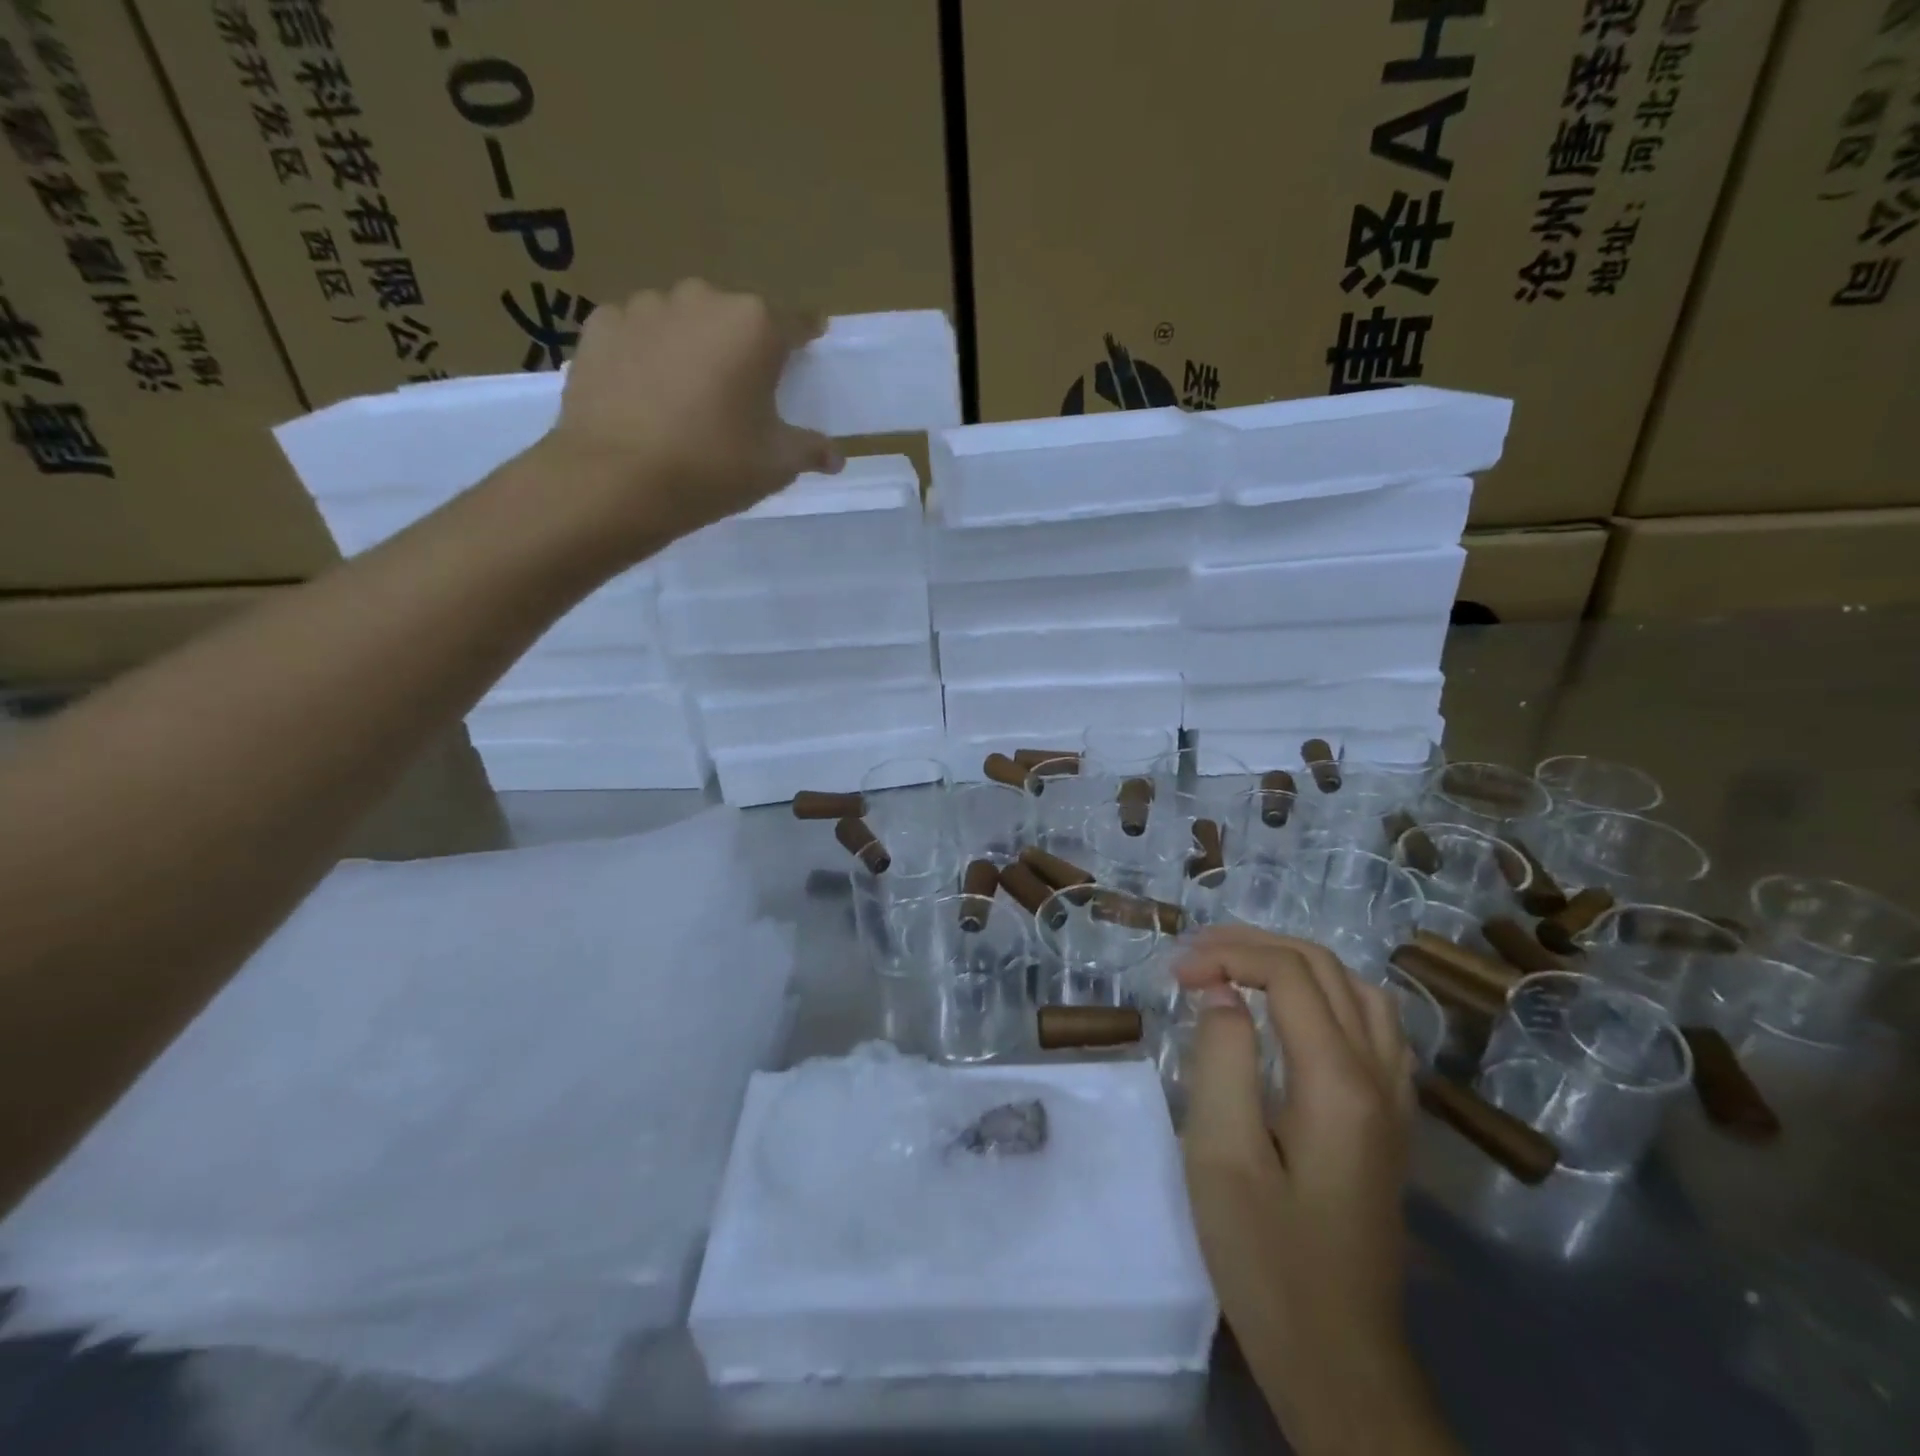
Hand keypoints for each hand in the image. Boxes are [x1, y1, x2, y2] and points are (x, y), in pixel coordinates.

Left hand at [540, 279, 841, 550]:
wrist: (616, 481)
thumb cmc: (713, 466)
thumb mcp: (776, 464)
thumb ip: (810, 450)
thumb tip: (835, 457)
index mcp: (754, 325)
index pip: (795, 324)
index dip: (804, 340)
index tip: (807, 354)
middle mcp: (701, 299)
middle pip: (734, 319)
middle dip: (741, 348)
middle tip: (741, 394)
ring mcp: (644, 307)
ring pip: (682, 322)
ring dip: (691, 348)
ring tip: (686, 397)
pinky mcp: (599, 327)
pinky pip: (636, 334)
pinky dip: (645, 356)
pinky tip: (644, 395)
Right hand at [1176, 927, 1448, 1452]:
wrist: (1339, 1360)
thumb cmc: (1267, 1260)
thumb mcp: (1222, 1156)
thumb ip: (1222, 1059)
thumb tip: (1223, 994)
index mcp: (1339, 1083)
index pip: (1289, 974)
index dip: (1228, 957)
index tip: (1176, 976)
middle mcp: (1381, 1077)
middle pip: (1326, 968)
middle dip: (1255, 945)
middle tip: (1196, 958)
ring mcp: (1396, 1099)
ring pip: (1357, 989)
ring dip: (1294, 963)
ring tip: (1236, 968)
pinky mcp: (1392, 1121)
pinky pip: (1372, 1024)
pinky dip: (1325, 993)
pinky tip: (1292, 1012)